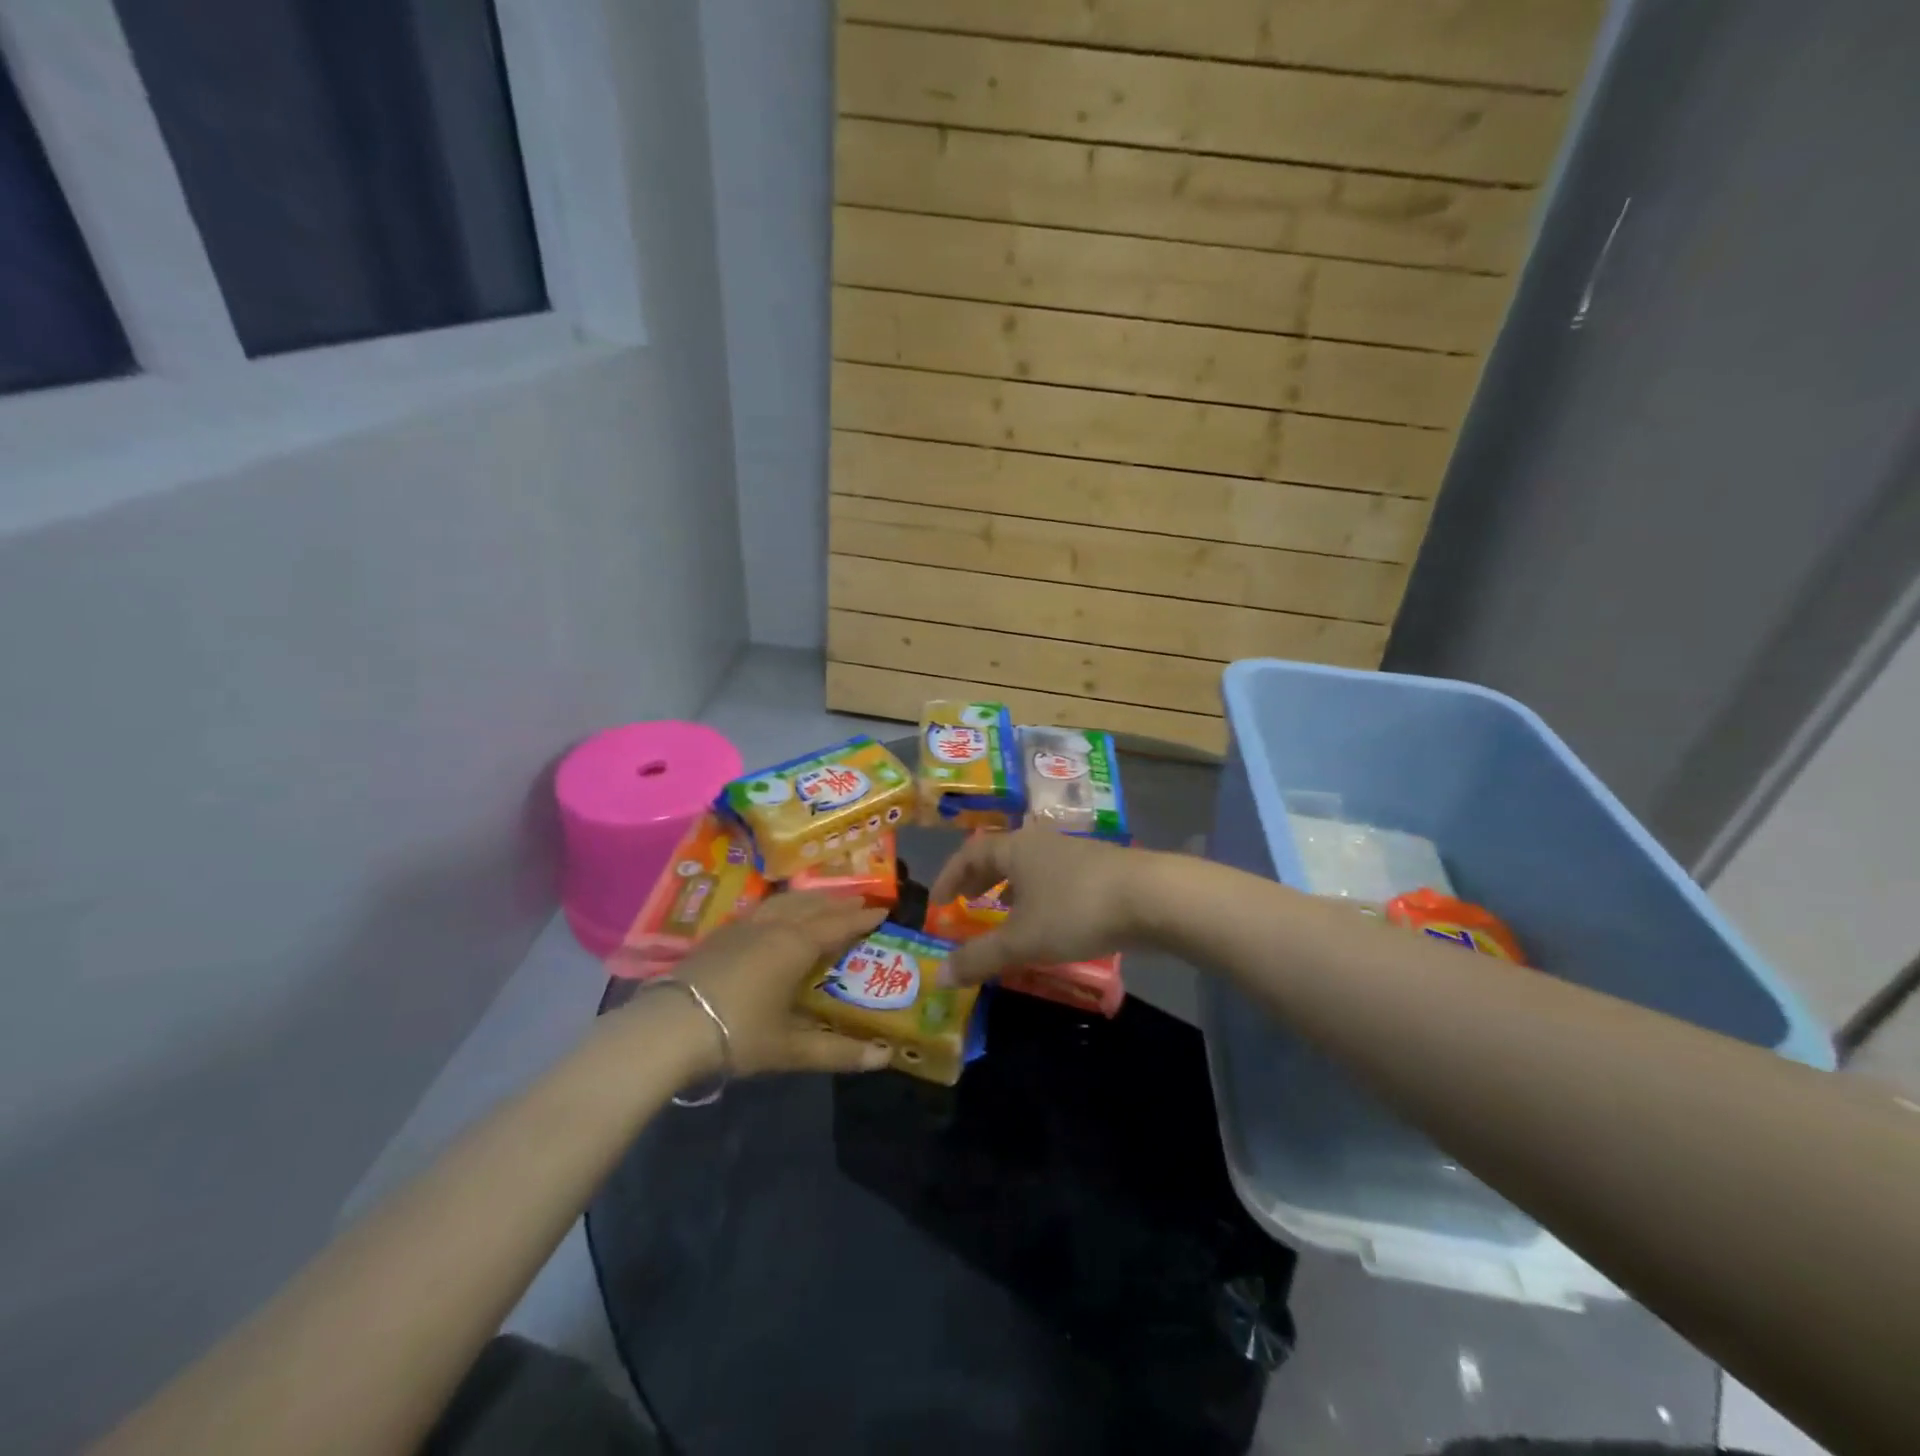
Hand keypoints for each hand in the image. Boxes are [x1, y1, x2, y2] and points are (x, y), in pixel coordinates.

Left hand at [662, 893, 892, 1077]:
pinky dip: (783, 906)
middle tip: (861, 901)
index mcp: (795, 945)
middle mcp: (773, 927)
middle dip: (839, 903)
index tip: (883, 911)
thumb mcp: (790, 1048)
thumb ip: (838, 1051)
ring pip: (785, 902)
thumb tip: (885, 1058)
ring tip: (824, 900)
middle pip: (813, 906)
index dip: (862, 919)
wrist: (668, 1027)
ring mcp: (743, 927)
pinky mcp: (720, 934)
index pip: (837, 925)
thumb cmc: (738, 1033)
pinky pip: (763, 908)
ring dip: (810, 899)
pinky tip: (777, 915)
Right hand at [929, 828, 1155, 986]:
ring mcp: (1072, 853)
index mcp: (1015, 848)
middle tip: (965, 903)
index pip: (969, 853)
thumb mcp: (1022, 940)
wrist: (1151, 897)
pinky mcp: (1098, 869)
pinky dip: (1037, 895)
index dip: (948, 876)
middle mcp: (1040, 842)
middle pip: (999, 855)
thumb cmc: (1075, 910)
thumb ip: (979, 957)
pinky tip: (1047, 920)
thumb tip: (939, 975)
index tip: (937, 903)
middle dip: (978, 880)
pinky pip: (1052, 878)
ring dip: (1009, 888)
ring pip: (1028, 867)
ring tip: (1002, 913)